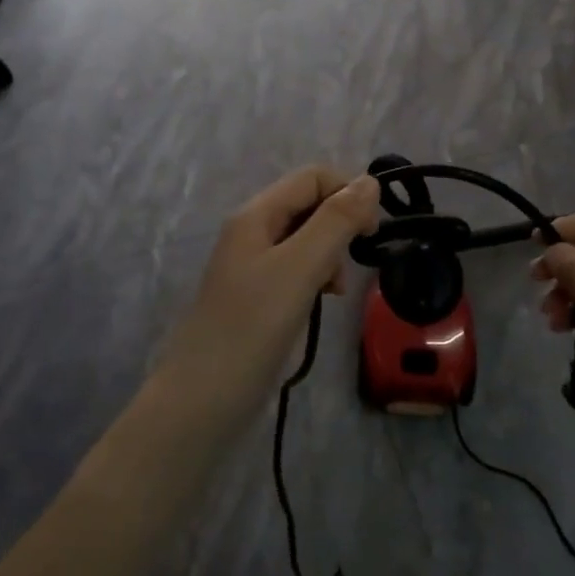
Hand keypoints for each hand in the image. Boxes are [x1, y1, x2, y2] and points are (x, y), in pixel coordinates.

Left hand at [153, 168, 379, 422]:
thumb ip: (336, 222)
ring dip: (330, 254)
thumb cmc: (253, 326)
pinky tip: (321, 300)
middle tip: (351, 263)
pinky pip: (296, 269)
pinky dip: (316, 277)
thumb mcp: (300, 267)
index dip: (348, 193)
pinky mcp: (257, 296)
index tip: (370, 233)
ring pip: (306, 239)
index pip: (312, 177)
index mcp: (256, 215)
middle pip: (309, 205)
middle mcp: (252, 232)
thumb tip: (369, 181)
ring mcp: (253, 266)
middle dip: (339, 225)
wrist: (204, 398)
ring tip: (334, 288)